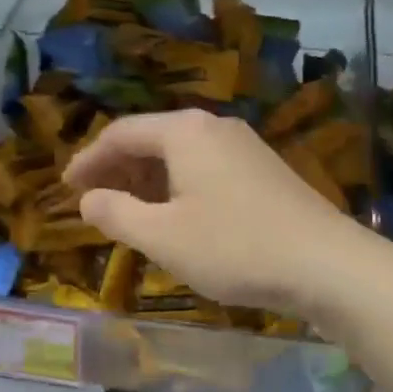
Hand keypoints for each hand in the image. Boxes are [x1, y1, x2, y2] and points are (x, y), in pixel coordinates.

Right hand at [63, 110, 368, 316]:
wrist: (326, 264)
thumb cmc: (235, 247)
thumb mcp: (163, 236)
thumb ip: (117, 213)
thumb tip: (88, 199)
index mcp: (185, 131)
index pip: (122, 134)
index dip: (88, 159)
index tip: (66, 186)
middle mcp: (213, 127)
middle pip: (151, 139)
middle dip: (117, 168)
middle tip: (91, 199)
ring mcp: (243, 146)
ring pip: (179, 154)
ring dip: (146, 179)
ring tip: (126, 210)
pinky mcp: (263, 169)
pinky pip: (204, 167)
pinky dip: (176, 186)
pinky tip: (174, 215)